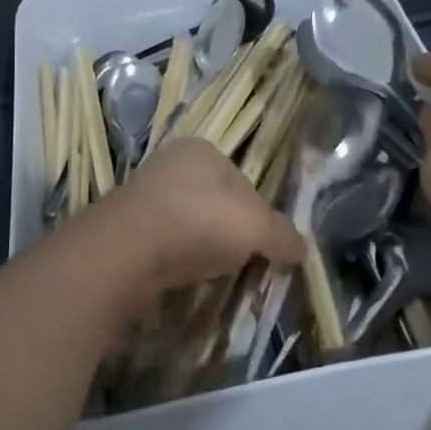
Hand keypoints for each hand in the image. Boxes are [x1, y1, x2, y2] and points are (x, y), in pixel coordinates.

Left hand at [83, 138, 304, 300]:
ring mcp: (144, 195)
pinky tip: (182, 279)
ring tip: (211, 276)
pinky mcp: (126, 228)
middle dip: (230, 236)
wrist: (127, 250)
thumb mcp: (257, 228)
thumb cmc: (200, 222)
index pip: (245, 184)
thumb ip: (283, 236)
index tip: (265, 248)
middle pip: (217, 205)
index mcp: (202, 150)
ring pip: (190, 226)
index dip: (260, 218)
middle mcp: (170, 164)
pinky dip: (177, 262)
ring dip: (203, 250)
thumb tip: (303, 250)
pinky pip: (165, 246)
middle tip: (241, 265)